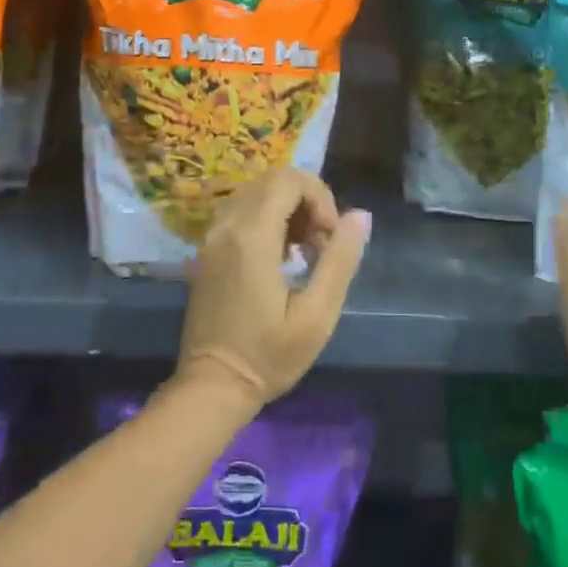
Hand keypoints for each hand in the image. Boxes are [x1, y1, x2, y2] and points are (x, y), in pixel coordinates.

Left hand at [174, 169, 372, 409]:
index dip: (320, 197)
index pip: (289, 180)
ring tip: (305, 251)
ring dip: (287, 208)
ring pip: (255, 193)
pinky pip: (240, 212)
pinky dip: (267, 219)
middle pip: (272, 180)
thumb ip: (339, 259)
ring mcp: (212, 237)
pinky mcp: (208, 251)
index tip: (330, 237)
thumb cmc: (269, 355)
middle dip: (306, 200)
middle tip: (320, 244)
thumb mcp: (317, 314)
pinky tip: (281, 257)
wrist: (213, 386)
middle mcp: (227, 226)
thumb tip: (359, 215)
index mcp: (252, 236)